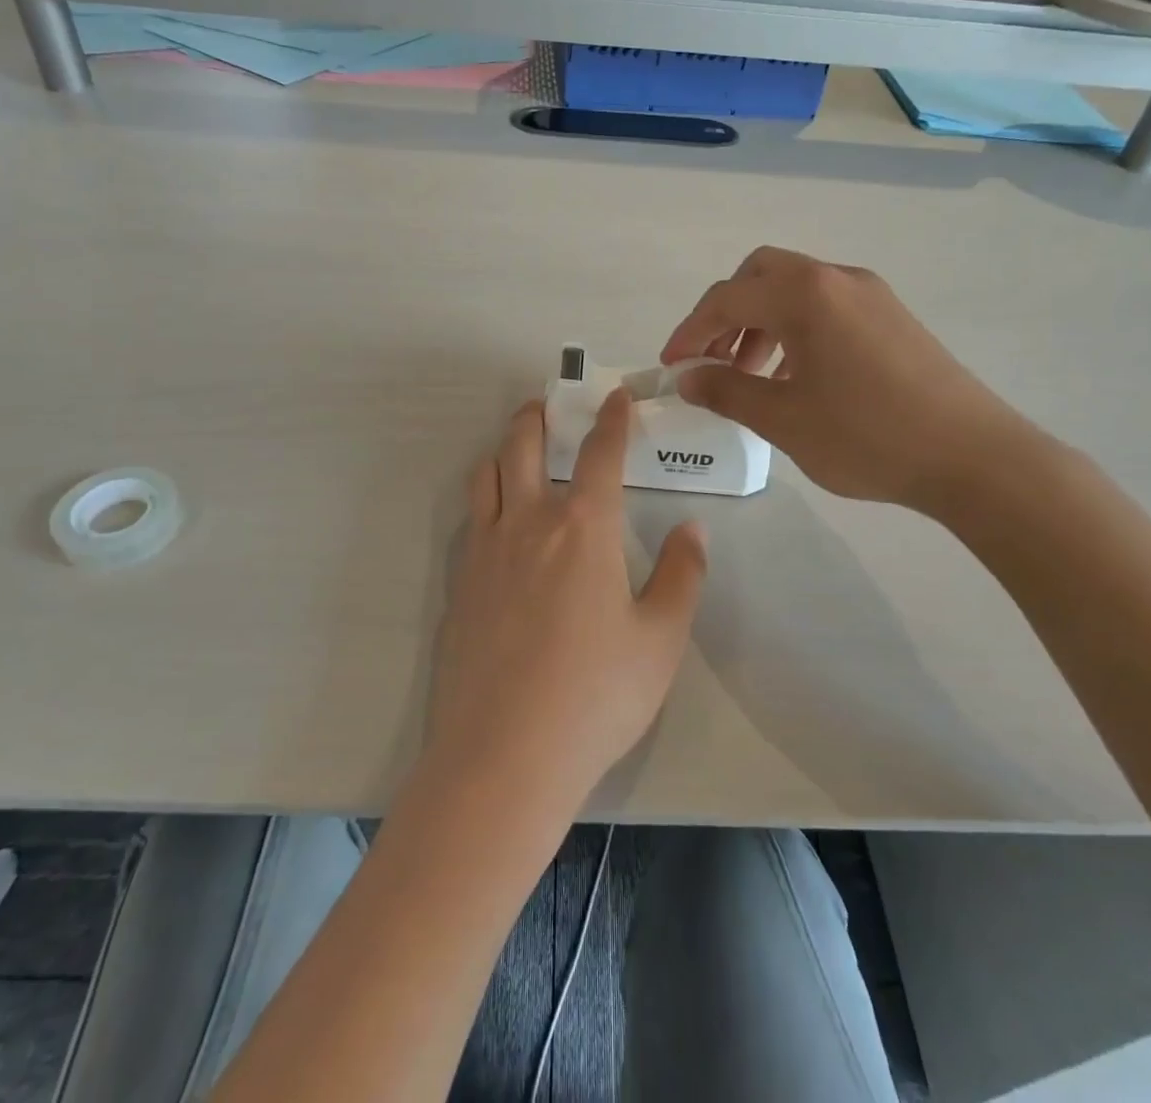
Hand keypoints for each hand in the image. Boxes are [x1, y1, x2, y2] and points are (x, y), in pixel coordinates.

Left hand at [424, 393, 706, 816]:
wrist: (504, 754)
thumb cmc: (596, 695)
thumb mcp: (660, 639)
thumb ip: (681, 575)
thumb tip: (691, 529)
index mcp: (582, 528)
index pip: (600, 454)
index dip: (612, 419)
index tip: (616, 396)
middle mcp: (528, 522)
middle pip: (523, 444)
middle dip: (537, 416)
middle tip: (548, 405)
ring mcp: (485, 550)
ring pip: (487, 474)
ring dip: (504, 448)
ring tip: (518, 447)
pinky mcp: (458, 583)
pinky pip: (471, 517)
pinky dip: (486, 495)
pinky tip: (498, 517)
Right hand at [661, 246, 1033, 514]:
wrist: (975, 458)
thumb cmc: (869, 436)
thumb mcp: (784, 419)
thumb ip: (728, 392)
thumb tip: (688, 378)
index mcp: (806, 294)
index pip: (727, 299)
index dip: (689, 332)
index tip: (670, 367)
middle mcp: (837, 279)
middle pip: (760, 275)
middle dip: (725, 314)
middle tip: (711, 360)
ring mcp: (871, 295)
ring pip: (795, 290)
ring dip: (760, 323)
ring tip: (749, 376)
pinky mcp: (892, 318)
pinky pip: (826, 308)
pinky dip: (795, 330)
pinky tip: (794, 378)